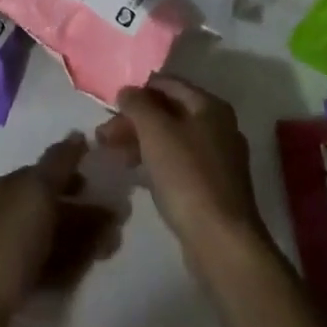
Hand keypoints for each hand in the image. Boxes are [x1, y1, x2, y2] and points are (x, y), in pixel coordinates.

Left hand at [0, 133, 118, 326]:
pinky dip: (70, 266)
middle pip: (54, 207)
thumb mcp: (36, 191)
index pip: (48, 172)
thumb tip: (77, 135)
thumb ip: (58, 163)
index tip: (109, 183)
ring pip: (54, 239)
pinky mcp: (14, 287)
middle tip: (120, 221)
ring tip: (113, 247)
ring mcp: (10, 252)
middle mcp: (9, 214)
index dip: (77, 174)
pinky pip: (49, 268)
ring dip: (84, 240)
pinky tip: (88, 271)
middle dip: (87, 211)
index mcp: (10, 187)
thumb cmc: (7, 241)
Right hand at [96, 79, 269, 274]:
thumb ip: (137, 104)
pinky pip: (178, 165)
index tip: (112, 105)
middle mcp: (219, 128)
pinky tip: (135, 174)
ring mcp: (218, 161)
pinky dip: (155, 164)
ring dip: (141, 143)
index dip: (138, 90)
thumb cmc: (187, 176)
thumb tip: (127, 91)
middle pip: (169, 113)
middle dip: (135, 121)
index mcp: (210, 106)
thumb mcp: (155, 131)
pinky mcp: (213, 190)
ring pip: (172, 140)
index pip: (168, 83)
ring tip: (113, 155)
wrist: (222, 243)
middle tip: (103, 135)